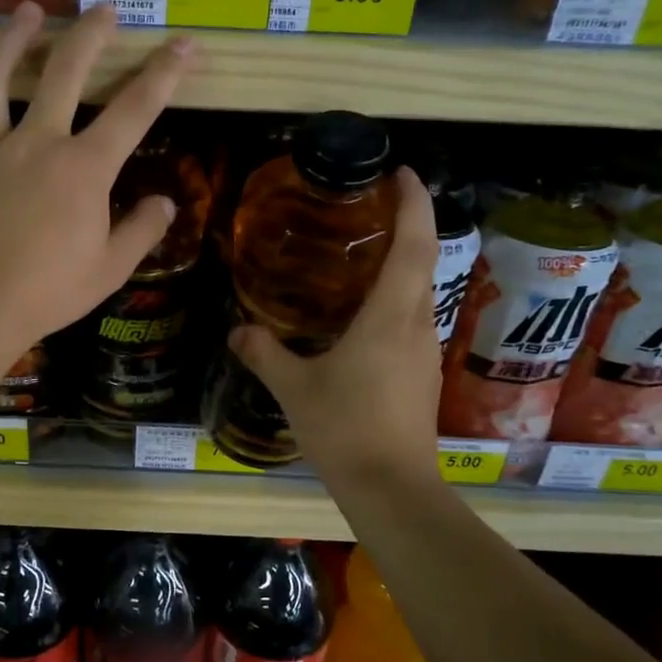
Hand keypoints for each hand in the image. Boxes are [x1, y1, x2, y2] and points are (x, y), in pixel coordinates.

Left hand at [0, 2, 194, 352]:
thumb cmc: (49, 292)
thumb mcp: (110, 269)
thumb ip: (141, 230)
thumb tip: (165, 203)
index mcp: (84, 168)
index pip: (135, 110)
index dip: (165, 74)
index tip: (184, 46)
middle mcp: (38, 143)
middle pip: (65, 72)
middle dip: (89, 35)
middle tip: (103, 10)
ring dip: (11, 40)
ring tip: (24, 11)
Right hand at [229, 169, 442, 489]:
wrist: (392, 488)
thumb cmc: (346, 429)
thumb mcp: (295, 388)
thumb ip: (264, 353)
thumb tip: (237, 331)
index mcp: (390, 316)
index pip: (414, 244)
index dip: (414, 203)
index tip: (403, 172)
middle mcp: (417, 324)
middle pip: (423, 261)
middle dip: (408, 226)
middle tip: (371, 208)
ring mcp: (423, 352)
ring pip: (419, 292)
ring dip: (402, 264)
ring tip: (363, 255)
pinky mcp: (420, 376)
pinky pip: (411, 321)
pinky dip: (395, 300)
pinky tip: (362, 315)